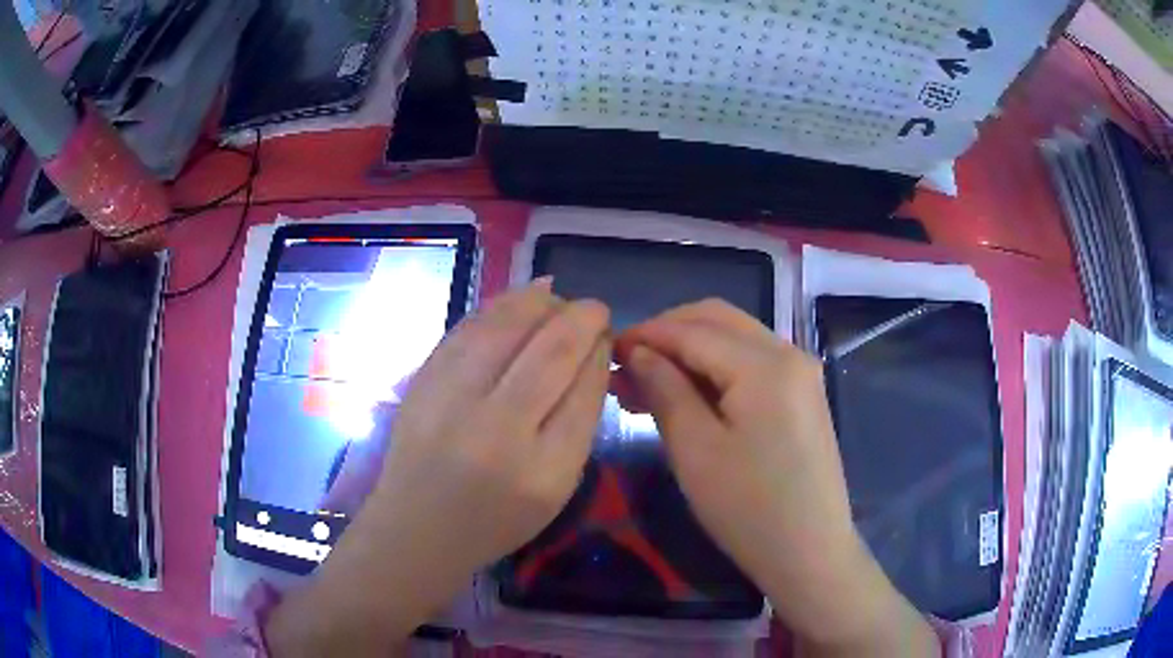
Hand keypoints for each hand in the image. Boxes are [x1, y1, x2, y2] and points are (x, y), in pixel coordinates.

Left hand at [267, 280, 611, 656]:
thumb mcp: (556, 488)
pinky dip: (500, 307)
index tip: (608, 335)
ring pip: (505, 327)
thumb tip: (592, 355)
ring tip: (558, 297)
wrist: (417, 529)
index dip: (600, 351)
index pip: (584, 389)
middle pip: (551, 351)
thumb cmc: (495, 520)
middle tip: (594, 308)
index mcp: (542, 469)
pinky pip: (468, 329)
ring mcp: (450, 401)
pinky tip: (521, 300)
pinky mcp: (422, 382)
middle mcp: (496, 431)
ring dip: (541, 302)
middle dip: (581, 318)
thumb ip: (579, 423)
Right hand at [616, 300, 936, 656]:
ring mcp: (801, 373)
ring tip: (646, 383)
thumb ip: (665, 389)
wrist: (810, 552)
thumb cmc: (749, 509)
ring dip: (689, 350)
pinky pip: (751, 363)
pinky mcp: (802, 395)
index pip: (693, 330)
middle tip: (626, 365)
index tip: (606, 349)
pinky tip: (686, 394)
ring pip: (734, 339)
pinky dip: (714, 369)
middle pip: (718, 320)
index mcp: (766, 364)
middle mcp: (789, 353)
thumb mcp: (695, 451)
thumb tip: (638, 352)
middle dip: (668, 333)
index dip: (646, 334)